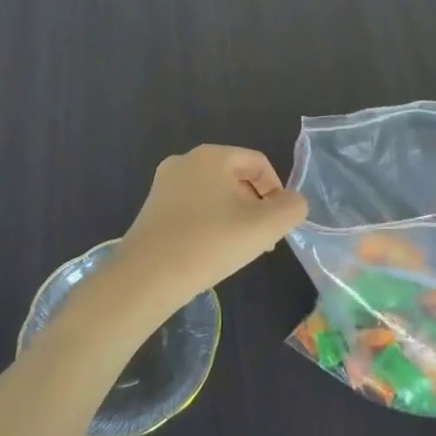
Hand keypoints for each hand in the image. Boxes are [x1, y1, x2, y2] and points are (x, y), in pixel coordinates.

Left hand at [111, 145, 305, 313]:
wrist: (144, 280)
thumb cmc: (209, 244)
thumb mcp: (264, 227)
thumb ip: (291, 208)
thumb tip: (292, 202)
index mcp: (211, 155)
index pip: (258, 163)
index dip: (277, 192)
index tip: (278, 225)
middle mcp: (184, 162)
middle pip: (236, 177)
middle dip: (255, 207)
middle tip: (262, 241)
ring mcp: (164, 186)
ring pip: (215, 195)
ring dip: (234, 218)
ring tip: (238, 251)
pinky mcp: (152, 210)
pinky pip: (193, 209)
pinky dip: (210, 225)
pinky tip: (211, 254)